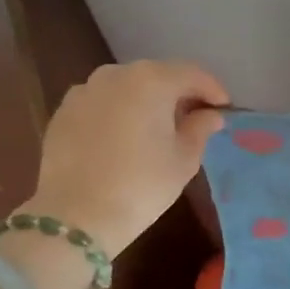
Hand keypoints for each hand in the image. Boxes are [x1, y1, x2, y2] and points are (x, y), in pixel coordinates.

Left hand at [27, 60, 229, 257]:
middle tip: (195, 119)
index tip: (225, 108)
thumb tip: (210, 115)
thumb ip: (200, 129)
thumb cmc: (142, 185)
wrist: (77, 215)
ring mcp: (84, 90)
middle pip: (157, 75)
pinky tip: (126, 139)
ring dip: (148, 102)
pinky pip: (103, 103)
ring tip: (159, 129)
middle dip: (179, 93)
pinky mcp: (64, 111)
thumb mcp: (184, 160)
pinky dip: (120, 113)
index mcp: (151, 81)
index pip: (192, 73)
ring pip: (127, 88)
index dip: (213, 90)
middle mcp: (115, 74)